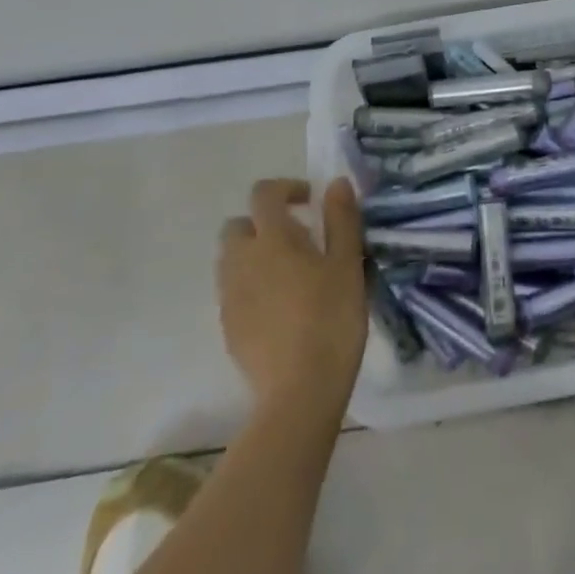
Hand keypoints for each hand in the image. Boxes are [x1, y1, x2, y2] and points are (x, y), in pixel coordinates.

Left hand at [218, 179, 367, 417]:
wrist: (300, 390)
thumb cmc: (332, 318)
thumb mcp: (347, 263)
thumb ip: (341, 219)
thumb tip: (335, 183)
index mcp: (272, 239)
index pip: (264, 194)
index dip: (286, 189)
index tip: (311, 202)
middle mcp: (241, 261)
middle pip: (238, 226)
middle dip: (263, 223)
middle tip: (300, 239)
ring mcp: (229, 296)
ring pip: (232, 259)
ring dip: (255, 254)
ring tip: (291, 273)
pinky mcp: (227, 327)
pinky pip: (233, 291)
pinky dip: (252, 285)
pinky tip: (281, 307)